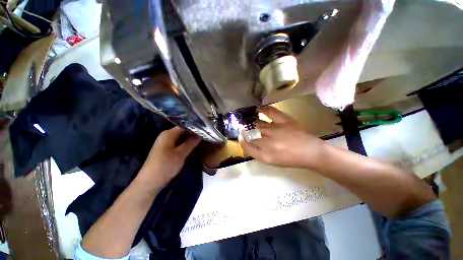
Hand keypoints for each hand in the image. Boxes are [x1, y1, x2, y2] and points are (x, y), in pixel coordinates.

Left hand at [138, 127, 200, 188]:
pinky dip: (186, 143)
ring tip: (202, 138)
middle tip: (206, 134)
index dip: (195, 127)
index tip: (205, 129)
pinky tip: (194, 144)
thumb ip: (191, 143)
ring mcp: (166, 142)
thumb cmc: (165, 166)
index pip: (184, 126)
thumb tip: (200, 134)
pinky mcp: (167, 148)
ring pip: (181, 137)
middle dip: (194, 132)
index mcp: (168, 134)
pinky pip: (179, 142)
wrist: (150, 181)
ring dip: (191, 138)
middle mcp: (166, 135)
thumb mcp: (181, 154)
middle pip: (183, 131)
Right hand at [239, 106, 323, 168]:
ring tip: (250, 121)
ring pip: (257, 125)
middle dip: (245, 131)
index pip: (247, 147)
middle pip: (251, 135)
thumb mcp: (271, 160)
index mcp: (265, 156)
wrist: (310, 153)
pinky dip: (263, 109)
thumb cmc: (290, 159)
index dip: (241, 141)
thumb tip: (248, 142)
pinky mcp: (285, 122)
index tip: (240, 137)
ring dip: (252, 123)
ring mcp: (276, 130)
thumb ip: (258, 152)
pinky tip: (258, 109)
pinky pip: (270, 112)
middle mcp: (268, 143)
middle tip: (244, 129)